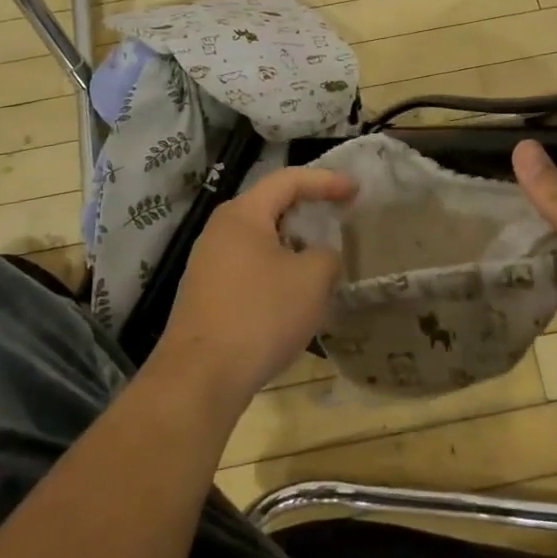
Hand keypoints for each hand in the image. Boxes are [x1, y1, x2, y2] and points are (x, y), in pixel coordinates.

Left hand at [153, 167, 356, 412]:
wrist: (200, 378)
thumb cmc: (260, 315)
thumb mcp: (312, 279)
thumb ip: (327, 255)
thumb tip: (320, 257)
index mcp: (242, 214)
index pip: (288, 179)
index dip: (326, 180)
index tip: (356, 190)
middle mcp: (219, 231)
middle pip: (271, 207)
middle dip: (309, 212)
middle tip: (340, 218)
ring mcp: (208, 264)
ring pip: (261, 241)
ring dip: (294, 247)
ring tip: (322, 262)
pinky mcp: (206, 295)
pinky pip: (249, 269)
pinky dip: (277, 272)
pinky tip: (294, 297)